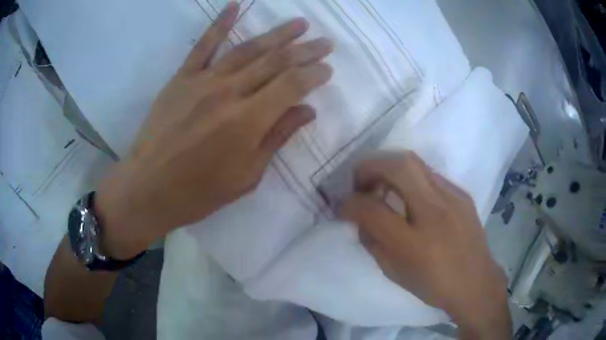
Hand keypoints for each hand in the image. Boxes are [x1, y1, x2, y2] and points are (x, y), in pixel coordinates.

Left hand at [95, 2, 333, 258]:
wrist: (148, 188)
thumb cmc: (198, 192)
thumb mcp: (246, 176)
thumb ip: (276, 137)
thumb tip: (307, 110)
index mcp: (248, 122)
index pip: (292, 85)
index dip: (314, 74)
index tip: (328, 69)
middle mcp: (229, 93)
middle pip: (275, 61)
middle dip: (305, 49)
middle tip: (325, 41)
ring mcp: (203, 81)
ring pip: (248, 49)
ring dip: (277, 33)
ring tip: (299, 23)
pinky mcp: (181, 78)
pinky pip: (203, 45)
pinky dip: (220, 23)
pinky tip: (234, 5)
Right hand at [339, 152, 510, 338]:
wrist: (476, 283)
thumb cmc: (433, 285)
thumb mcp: (394, 272)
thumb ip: (372, 241)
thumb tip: (359, 216)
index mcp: (413, 244)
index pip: (371, 209)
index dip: (350, 204)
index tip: (344, 207)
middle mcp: (435, 213)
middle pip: (396, 166)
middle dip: (369, 167)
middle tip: (359, 182)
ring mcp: (453, 198)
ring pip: (414, 161)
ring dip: (389, 167)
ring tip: (381, 184)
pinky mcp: (462, 194)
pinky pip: (429, 174)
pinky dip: (410, 177)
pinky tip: (409, 194)